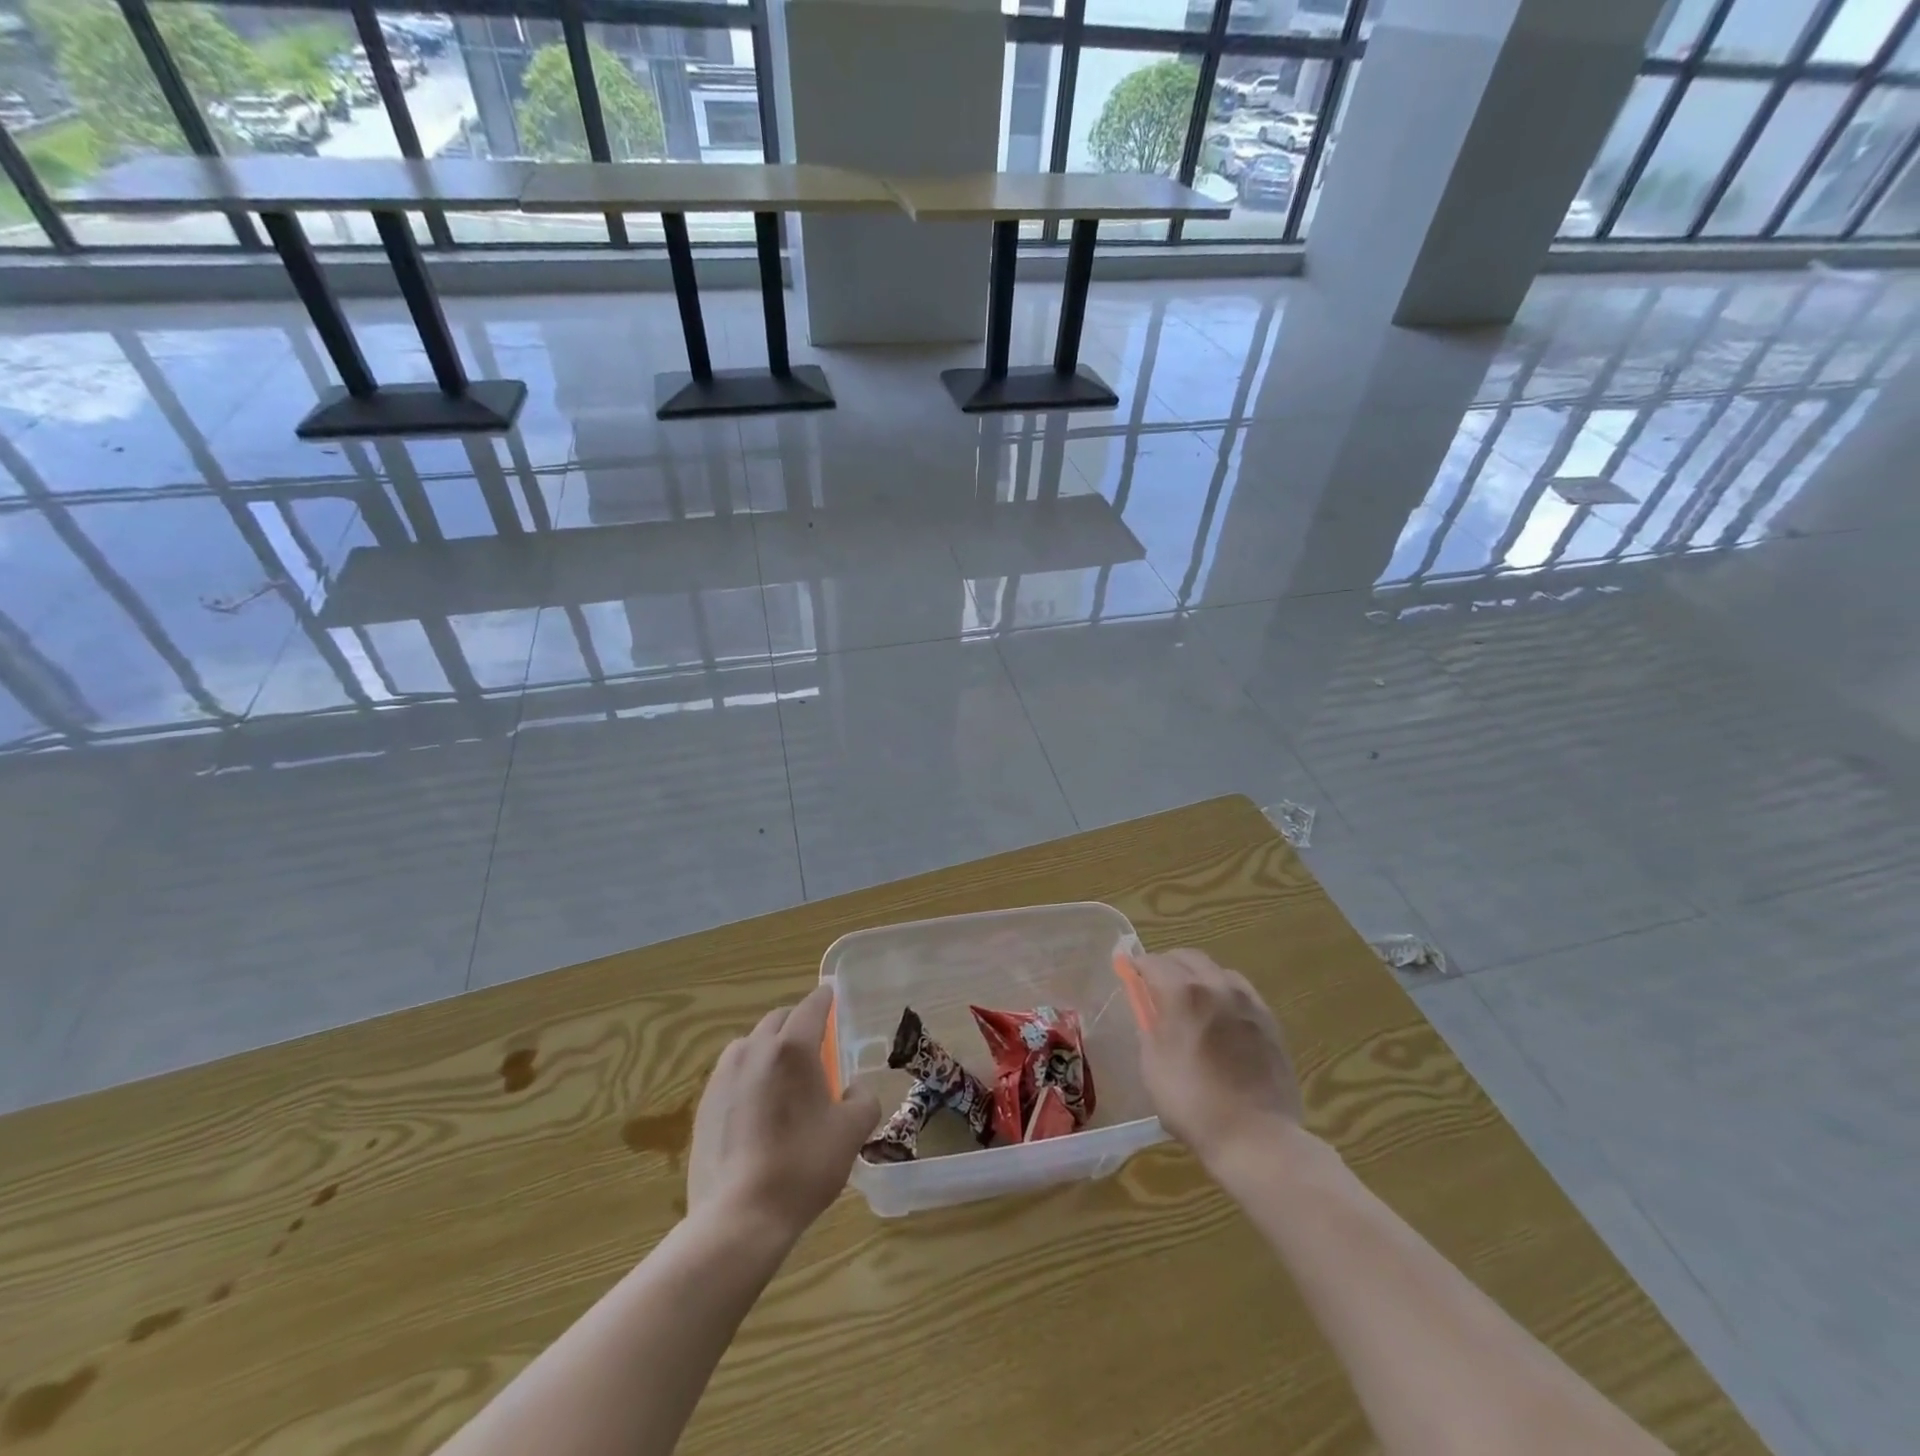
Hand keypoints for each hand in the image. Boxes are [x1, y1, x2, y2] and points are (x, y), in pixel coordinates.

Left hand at [687, 984, 881, 1243]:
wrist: (738, 1217)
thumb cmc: (803, 1167)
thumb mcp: (851, 1132)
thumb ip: (863, 1100)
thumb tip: (853, 1090)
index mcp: (793, 1048)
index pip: (811, 1006)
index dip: (825, 998)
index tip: (831, 995)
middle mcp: (755, 1050)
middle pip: (779, 1020)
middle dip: (798, 1023)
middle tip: (816, 1044)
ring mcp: (724, 1076)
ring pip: (751, 1044)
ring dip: (769, 1046)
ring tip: (784, 1074)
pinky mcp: (704, 1104)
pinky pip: (732, 1072)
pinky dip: (749, 1074)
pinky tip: (758, 1105)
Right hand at [1131, 948, 1302, 1168]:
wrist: (1256, 1136)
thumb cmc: (1192, 1103)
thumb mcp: (1152, 1065)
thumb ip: (1149, 1027)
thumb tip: (1149, 1009)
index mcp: (1182, 993)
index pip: (1153, 962)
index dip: (1137, 966)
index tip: (1129, 973)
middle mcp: (1216, 986)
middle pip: (1187, 957)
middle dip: (1168, 964)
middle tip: (1156, 984)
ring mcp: (1247, 1001)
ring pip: (1217, 970)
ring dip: (1198, 975)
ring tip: (1192, 998)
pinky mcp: (1269, 1020)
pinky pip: (1242, 990)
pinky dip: (1224, 991)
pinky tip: (1222, 1014)